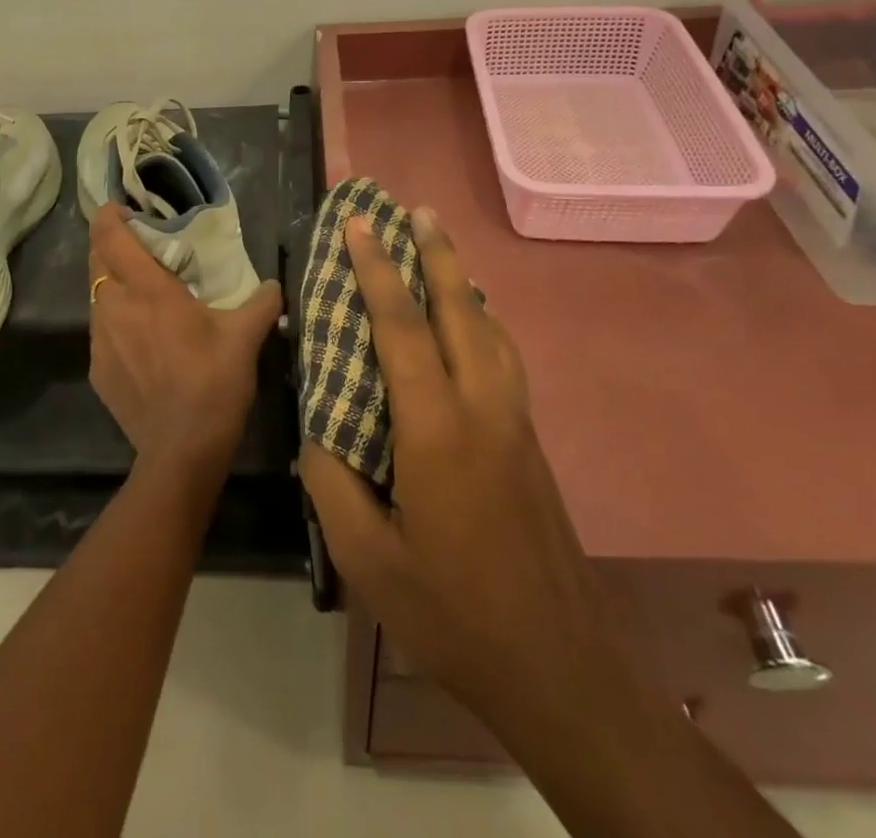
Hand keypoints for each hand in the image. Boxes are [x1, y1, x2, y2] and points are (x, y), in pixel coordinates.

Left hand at [88, 206, 283, 487]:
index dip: (109, 216)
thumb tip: (274, 287)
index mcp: (147, 290)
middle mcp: (114, 307)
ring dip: (112, 285)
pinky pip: (100, 331)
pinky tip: (140, 340)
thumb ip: (261, 303)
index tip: (122, 209)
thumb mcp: (245, 337)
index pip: (110, 236)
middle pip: (96, 261)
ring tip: (142, 294)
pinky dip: (115, 322)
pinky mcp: (97, 370)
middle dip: (110, 246)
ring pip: (96, 297)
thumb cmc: (213, 382)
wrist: (182, 451)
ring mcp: (100, 341)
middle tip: (138, 247)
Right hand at [298, 208, 610, 734]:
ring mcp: (515, 422)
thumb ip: (332, 482)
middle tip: (414, 209)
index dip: (377, 270)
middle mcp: (483, 408)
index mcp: (437, 430)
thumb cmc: (452, 612)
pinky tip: (475, 321)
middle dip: (434, 253)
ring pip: (490, 328)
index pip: (401, 328)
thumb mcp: (367, 559)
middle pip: (459, 308)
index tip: (358, 225)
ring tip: (443, 248)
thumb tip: (316, 428)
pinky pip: (504, 356)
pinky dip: (483, 319)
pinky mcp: (530, 441)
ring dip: (463, 280)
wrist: (558, 666)